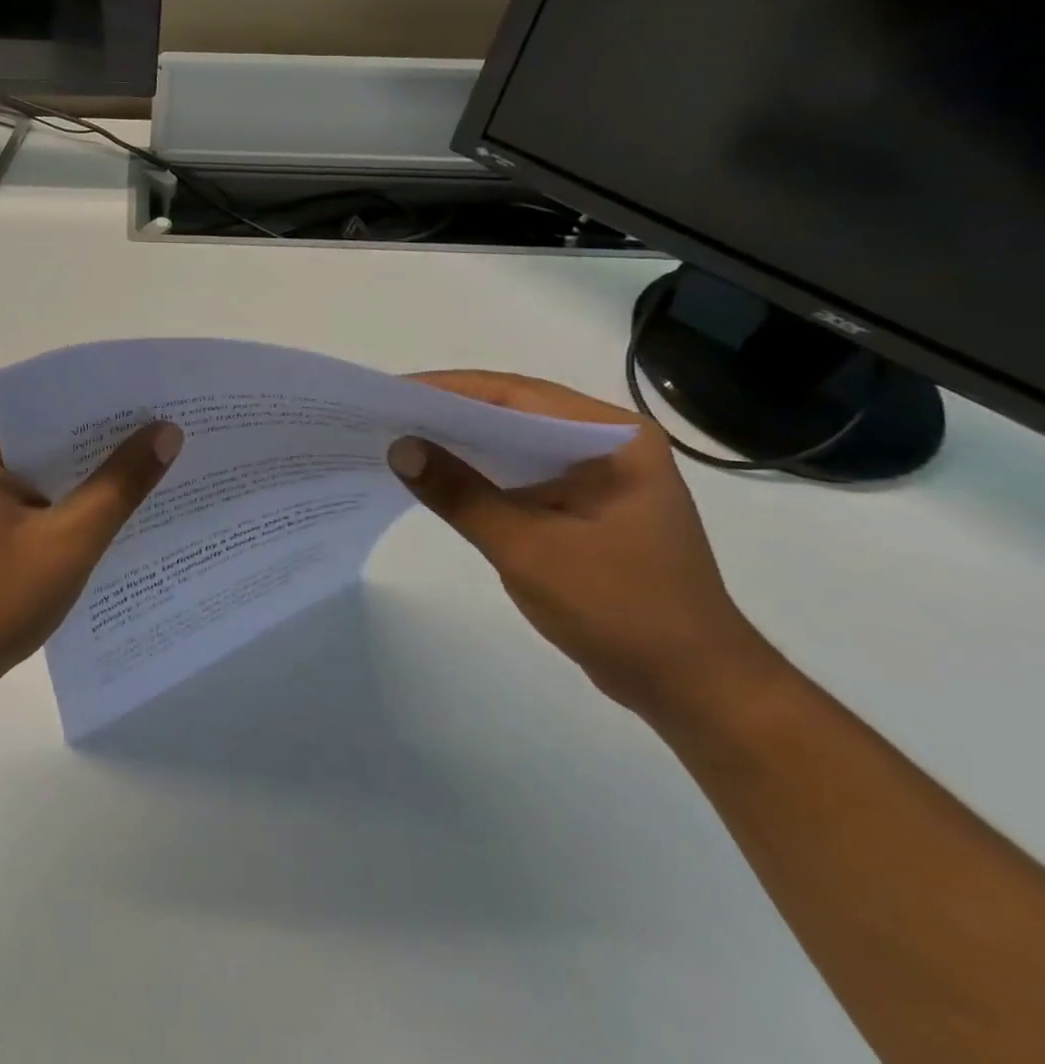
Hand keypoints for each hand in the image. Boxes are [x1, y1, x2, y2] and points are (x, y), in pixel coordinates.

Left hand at [0, 407, 182, 699]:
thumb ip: (119, 485)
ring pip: (39, 458)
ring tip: (153, 460)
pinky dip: (64, 493)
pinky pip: (28, 485)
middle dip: (100, 436)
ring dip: (84, 467)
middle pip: (43, 428)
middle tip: (169, 430)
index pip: (45, 401)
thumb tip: (168, 432)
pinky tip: (110, 501)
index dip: (103, 402)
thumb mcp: (67, 543)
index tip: (159, 401)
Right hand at [390, 371, 778, 721]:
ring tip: (399, 440)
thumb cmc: (620, 609)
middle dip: (449, 414)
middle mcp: (608, 444)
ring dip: (462, 444)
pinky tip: (439, 479)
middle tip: (385, 415)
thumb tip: (398, 448)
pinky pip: (522, 475)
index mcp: (613, 438)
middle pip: (514, 413)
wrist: (693, 688)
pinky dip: (481, 474)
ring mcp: (598, 476)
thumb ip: (460, 494)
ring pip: (515, 444)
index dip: (448, 389)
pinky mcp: (586, 506)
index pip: (516, 395)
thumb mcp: (528, 548)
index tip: (391, 392)